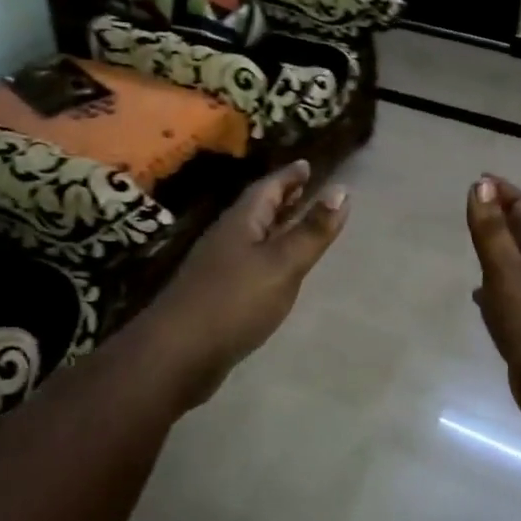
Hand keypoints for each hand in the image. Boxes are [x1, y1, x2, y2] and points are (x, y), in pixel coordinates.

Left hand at [145, 160, 348, 407]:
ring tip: (296, 224)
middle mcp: (227, 238)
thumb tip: (342, 189)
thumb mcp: (283, 264)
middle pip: (257, 210)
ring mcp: (218, 267)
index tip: (306, 165)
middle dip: (281, 198)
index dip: (288, 177)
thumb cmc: (235, 301)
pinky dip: (267, 255)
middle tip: (305, 188)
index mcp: (241, 223)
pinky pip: (248, 262)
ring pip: (252, 236)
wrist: (178, 354)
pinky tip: (276, 271)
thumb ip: (312, 230)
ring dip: (274, 226)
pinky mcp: (217, 294)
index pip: (267, 188)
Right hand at [465, 176, 520, 418]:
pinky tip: (479, 295)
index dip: (504, 191)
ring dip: (497, 249)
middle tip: (474, 206)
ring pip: (515, 263)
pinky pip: (509, 293)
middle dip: (501, 216)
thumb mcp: (507, 271)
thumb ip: (491, 230)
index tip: (480, 179)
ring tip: (474, 243)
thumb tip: (480, 184)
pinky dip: (493, 286)